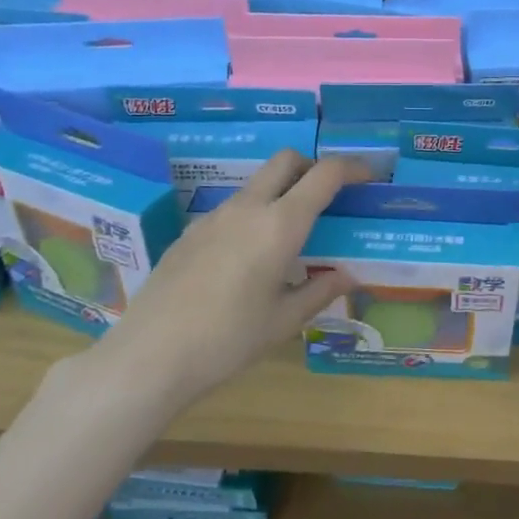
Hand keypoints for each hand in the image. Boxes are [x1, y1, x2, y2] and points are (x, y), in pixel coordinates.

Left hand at [72, 150, 373, 419]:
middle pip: (286, 161)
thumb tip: (346, 275)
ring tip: (291, 235)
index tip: (369, 176)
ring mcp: (213, 217)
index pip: (324, 175)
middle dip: (313, 166)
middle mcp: (247, 209)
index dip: (352, 168)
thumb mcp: (284, 321)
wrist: (149, 356)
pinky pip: (232, 209)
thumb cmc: (227, 340)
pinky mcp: (190, 233)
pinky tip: (249, 259)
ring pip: (256, 184)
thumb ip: (320, 291)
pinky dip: (254, 215)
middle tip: (329, 197)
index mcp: (280, 225)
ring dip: (281, 192)